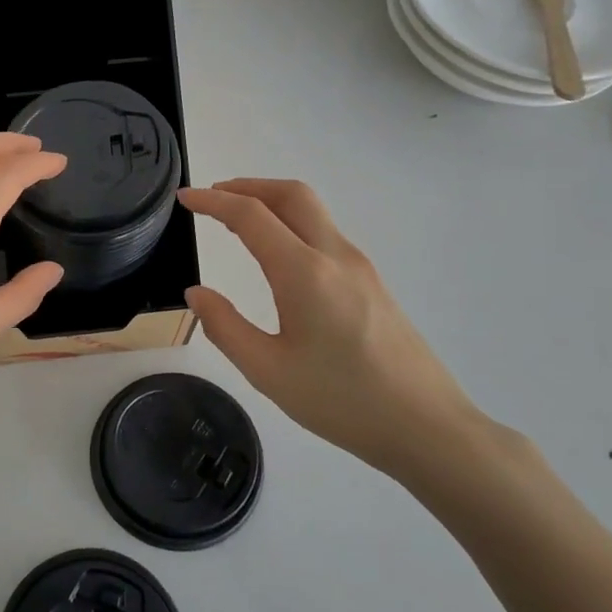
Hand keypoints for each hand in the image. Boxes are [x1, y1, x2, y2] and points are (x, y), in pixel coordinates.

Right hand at [181, 179, 511, 486]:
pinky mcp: (372, 283)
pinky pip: (326, 233)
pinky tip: (278, 254)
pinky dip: (292, 224)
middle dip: (248, 186)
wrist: (427, 426)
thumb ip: (225, 327)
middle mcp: (335, 256)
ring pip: (313, 211)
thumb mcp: (268, 372)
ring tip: (237, 221)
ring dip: (272, 202)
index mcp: (304, 273)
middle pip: (291, 194)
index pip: (251, 216)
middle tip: (213, 197)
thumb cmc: (342, 401)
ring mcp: (360, 267)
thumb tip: (196, 294)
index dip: (213, 201)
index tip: (184, 198)